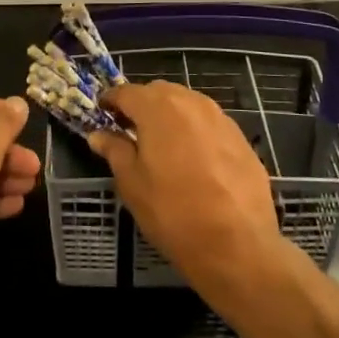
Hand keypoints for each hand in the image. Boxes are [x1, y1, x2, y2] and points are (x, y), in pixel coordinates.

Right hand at [90, 82, 283, 297]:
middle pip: (158, 92)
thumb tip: (98, 134)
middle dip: (141, 105)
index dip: (111, 101)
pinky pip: (208, 122)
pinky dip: (194, 130)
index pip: (126, 92)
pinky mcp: (240, 137)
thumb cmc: (173, 213)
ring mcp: (220, 117)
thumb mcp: (132, 184)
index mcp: (158, 108)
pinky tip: (192, 158)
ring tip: (161, 144)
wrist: (238, 245)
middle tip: (129, 131)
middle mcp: (190, 102)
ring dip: (169, 115)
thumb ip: (114, 151)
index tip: (102, 113)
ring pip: (186, 104)